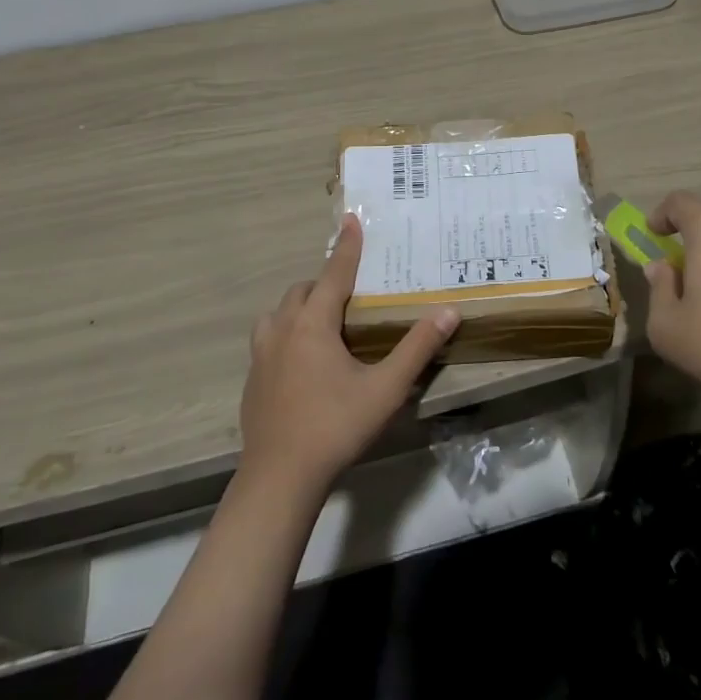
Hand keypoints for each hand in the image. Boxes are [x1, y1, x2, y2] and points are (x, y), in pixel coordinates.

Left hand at [238, 214, 458, 499]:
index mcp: (312, 324)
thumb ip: (416, 348)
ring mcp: (261, 355)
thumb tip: (448, 312)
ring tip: (323, 323)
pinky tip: (302, 361)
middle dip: (325, 282)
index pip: (334, 273)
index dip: (346, 246)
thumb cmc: (335, 427)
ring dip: (300, 307)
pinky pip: (268, 339)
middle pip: (303, 291)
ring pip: (279, 313)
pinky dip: (286, 334)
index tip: (352, 219)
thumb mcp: (385, 389)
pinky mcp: (252, 380)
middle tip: (350, 294)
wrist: (279, 480)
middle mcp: (282, 329)